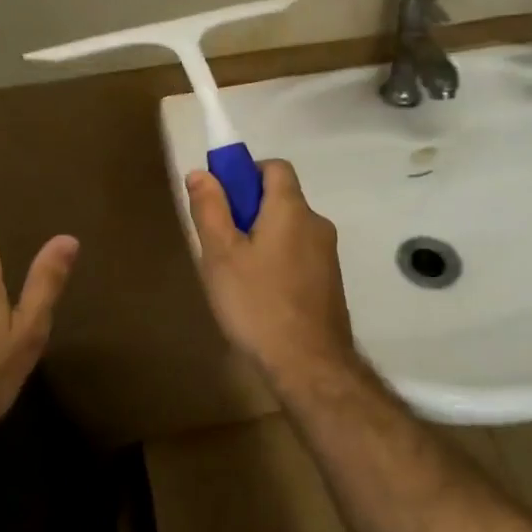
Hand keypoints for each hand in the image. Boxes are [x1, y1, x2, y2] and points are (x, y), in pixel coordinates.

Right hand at [185, 160, 356, 379]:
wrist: (309, 364)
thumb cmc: (258, 303)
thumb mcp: (221, 255)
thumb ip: (210, 209)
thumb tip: (201, 173)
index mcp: (292, 209)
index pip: (275, 167)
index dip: (246, 173)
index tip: (222, 199)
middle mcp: (317, 224)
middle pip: (281, 199)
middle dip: (249, 211)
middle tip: (220, 243)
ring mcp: (328, 255)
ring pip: (289, 230)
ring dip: (263, 239)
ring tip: (236, 276)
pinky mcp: (330, 282)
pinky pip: (299, 255)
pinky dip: (278, 262)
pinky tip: (260, 296)